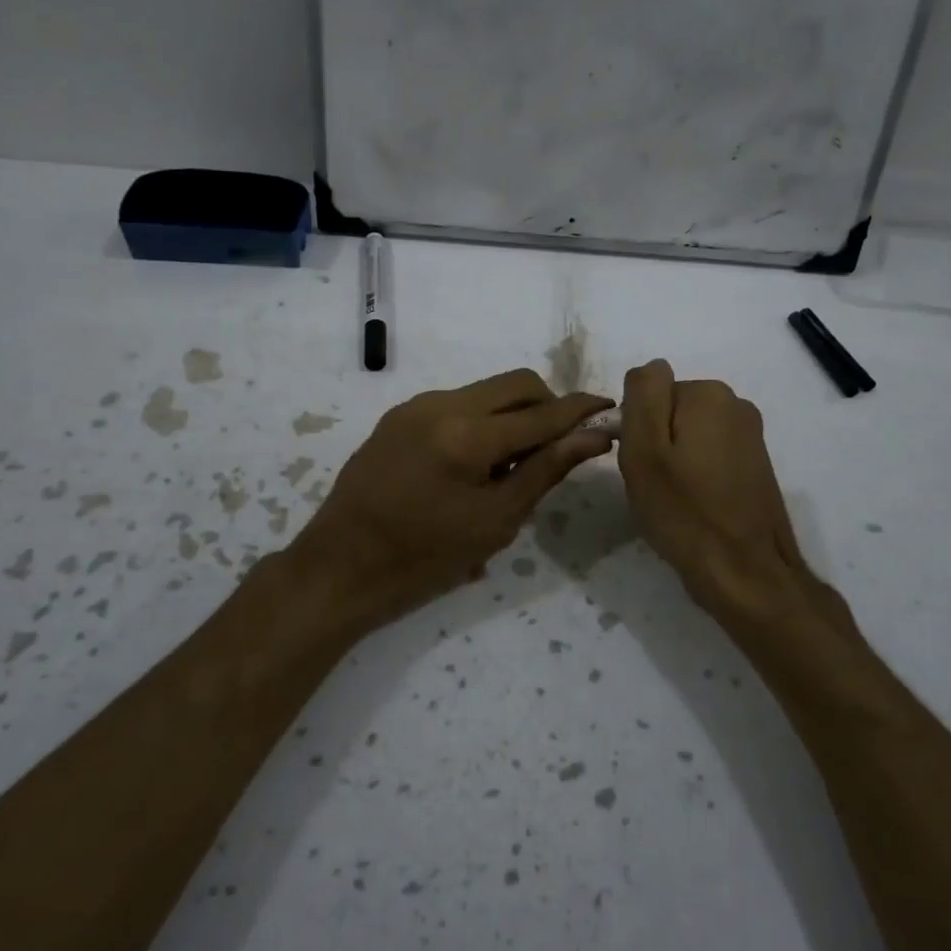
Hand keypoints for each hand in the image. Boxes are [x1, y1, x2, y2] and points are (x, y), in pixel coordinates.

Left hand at [289, 369, 614, 627]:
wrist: (341, 566)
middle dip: (548, 404)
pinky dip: (481, 421)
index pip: (542, 413)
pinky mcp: (398, 415)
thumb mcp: (495, 522)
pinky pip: (457, 403)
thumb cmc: (424, 559)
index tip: (610, 408)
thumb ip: (546, 470)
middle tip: (558, 446)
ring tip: (511, 464)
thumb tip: (593, 437)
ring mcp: (416, 406)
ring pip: (486, 390)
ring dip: (514, 413)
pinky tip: (475, 462)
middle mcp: (442, 404)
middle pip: (517, 383)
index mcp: (468, 436)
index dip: (581, 410)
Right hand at [617, 360, 818, 626]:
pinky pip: (709, 455)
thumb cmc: (685, 512)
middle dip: (657, 441)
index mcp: (708, 394)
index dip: (636, 428)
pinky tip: (697, 506)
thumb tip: (651, 368)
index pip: (649, 391)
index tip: (642, 465)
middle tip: (656, 485)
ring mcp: (751, 435)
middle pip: (670, 410)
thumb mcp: (644, 450)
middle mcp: (736, 404)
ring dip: (675, 460)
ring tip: (676, 499)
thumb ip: (643, 395)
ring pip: (689, 435)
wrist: (745, 572)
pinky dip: (696, 475)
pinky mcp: (756, 464)